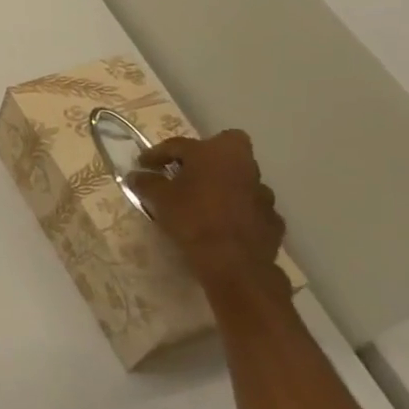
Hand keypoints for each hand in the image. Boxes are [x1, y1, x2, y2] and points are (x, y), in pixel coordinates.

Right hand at [126, 130, 289, 295]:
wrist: (235, 263)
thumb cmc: (193, 220)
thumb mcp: (159, 199)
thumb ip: (146, 182)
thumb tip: (136, 175)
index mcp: (214, 152)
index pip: (179, 145)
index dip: (157, 154)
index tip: (142, 164)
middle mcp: (243, 164)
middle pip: (225, 146)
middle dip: (207, 154)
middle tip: (186, 171)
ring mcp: (262, 191)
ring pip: (240, 177)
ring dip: (223, 184)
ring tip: (203, 201)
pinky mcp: (272, 217)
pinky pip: (249, 205)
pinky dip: (236, 209)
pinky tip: (223, 223)